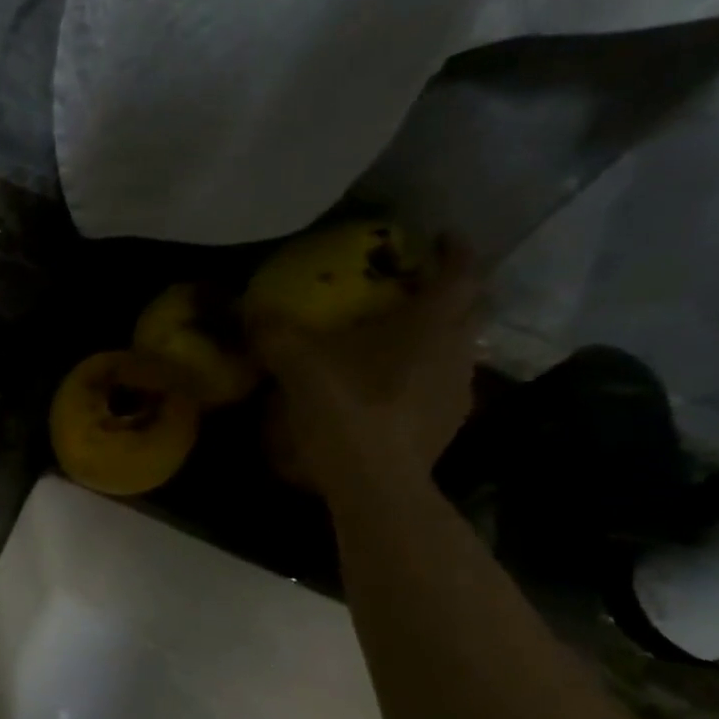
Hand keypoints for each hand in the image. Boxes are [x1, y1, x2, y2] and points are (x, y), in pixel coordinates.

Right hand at [249, 240, 478, 495]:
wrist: (374, 481)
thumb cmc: (346, 408)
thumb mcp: (297, 364)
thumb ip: (274, 332)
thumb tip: (249, 307)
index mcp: (430, 324)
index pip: (461, 273)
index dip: (454, 251)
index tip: (442, 237)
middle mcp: (457, 350)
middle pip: (470, 309)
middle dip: (450, 292)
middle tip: (418, 287)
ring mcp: (458, 390)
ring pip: (458, 349)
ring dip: (437, 337)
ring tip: (401, 340)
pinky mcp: (447, 424)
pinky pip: (443, 385)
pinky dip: (424, 375)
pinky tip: (392, 388)